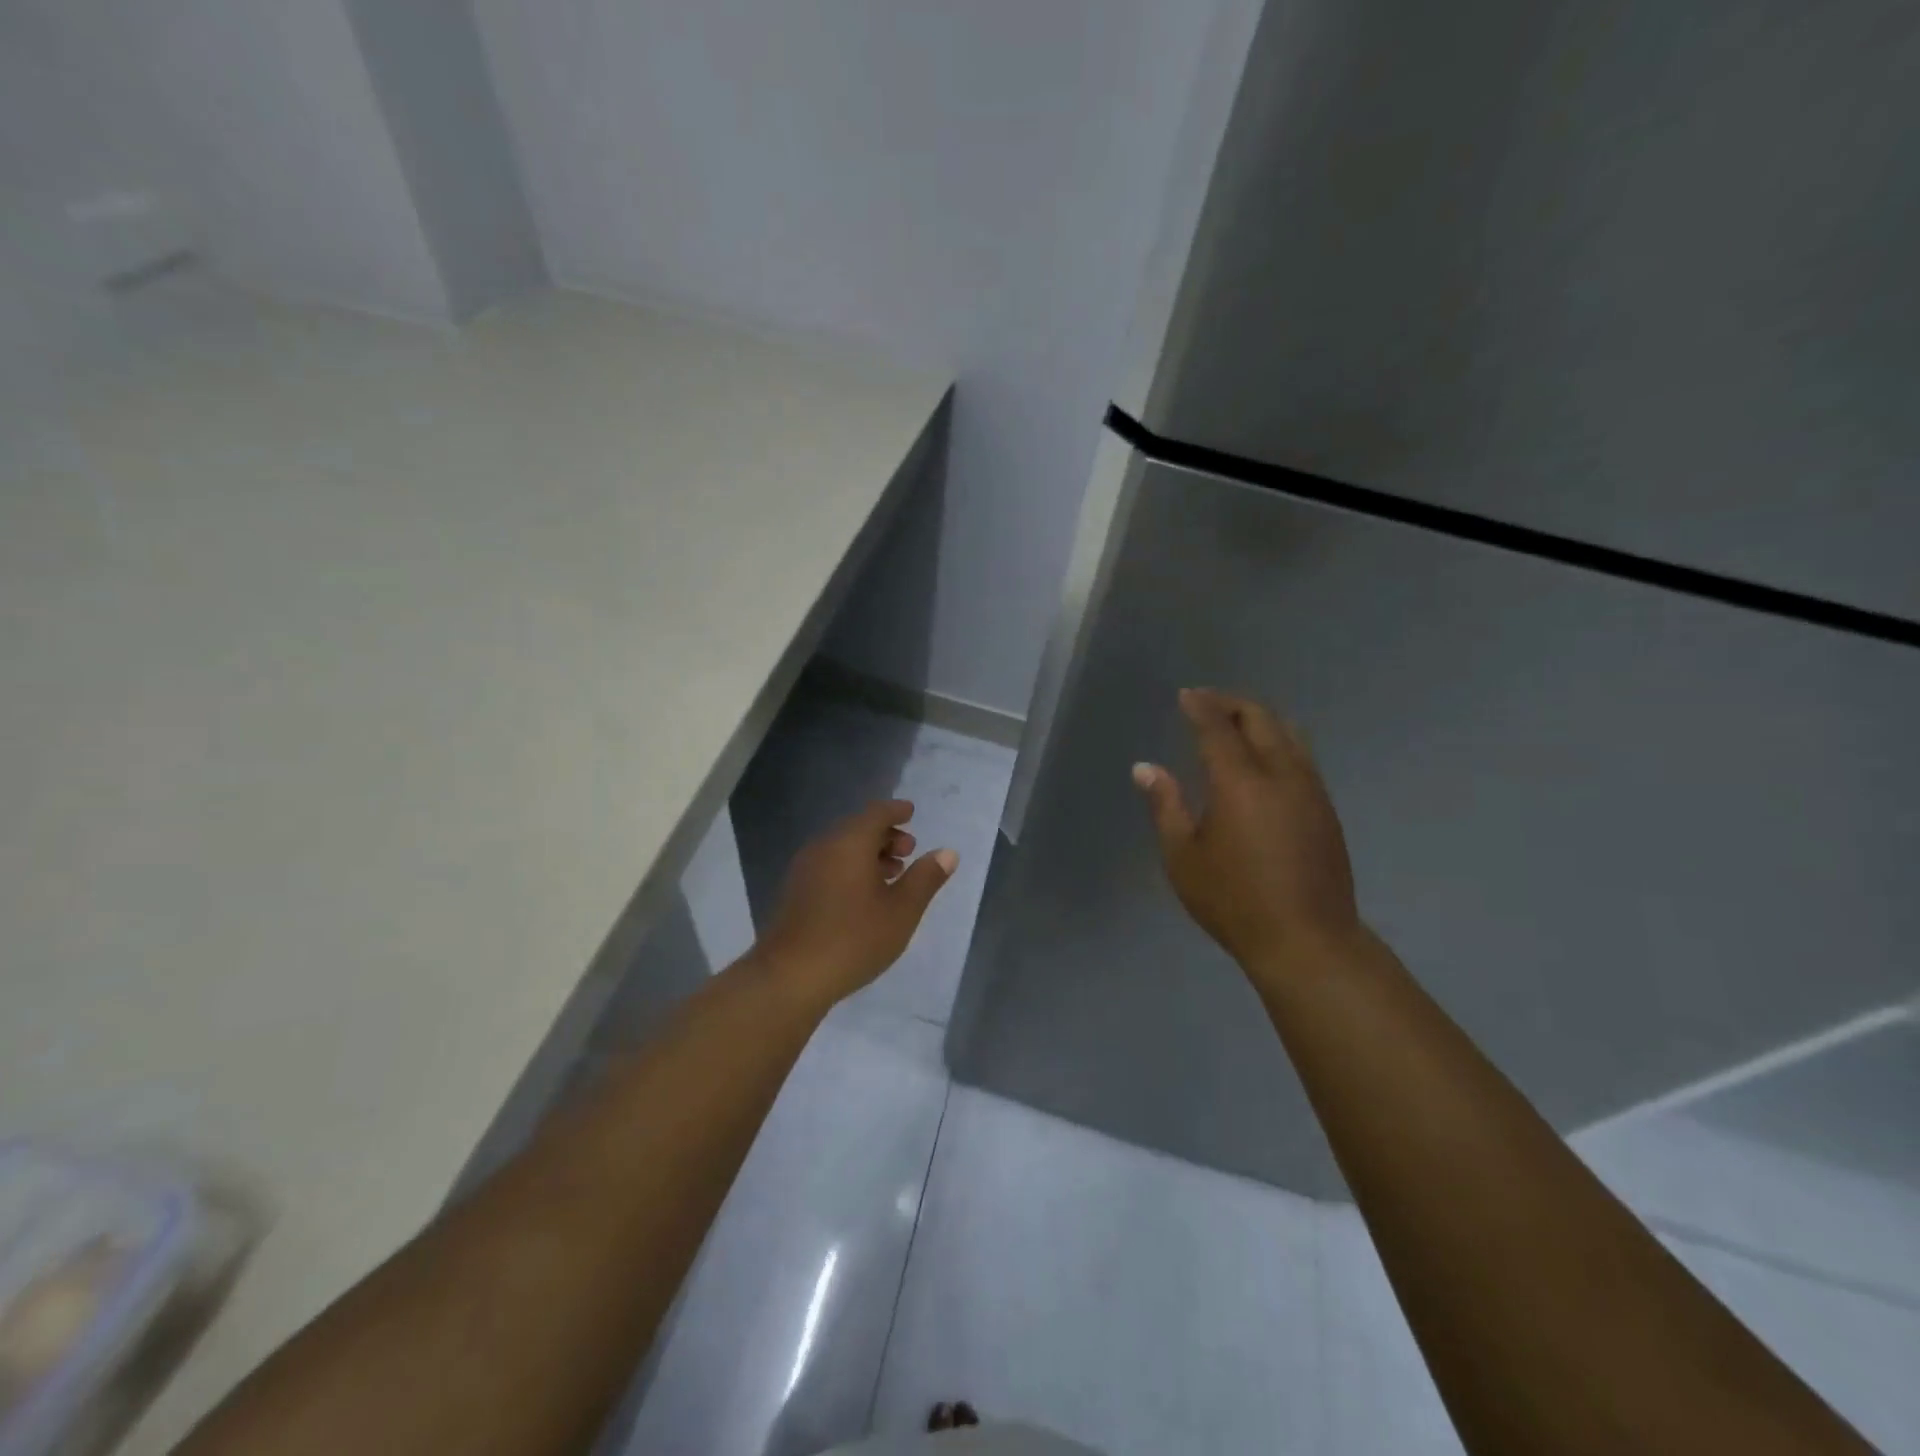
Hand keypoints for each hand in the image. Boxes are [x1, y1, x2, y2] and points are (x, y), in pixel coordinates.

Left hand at [753, 799, 957, 1007]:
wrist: (790, 976)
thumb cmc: (854, 938)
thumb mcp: (902, 910)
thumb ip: (926, 878)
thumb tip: (947, 853)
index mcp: (850, 842)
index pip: (876, 813)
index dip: (896, 811)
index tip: (911, 813)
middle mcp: (824, 846)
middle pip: (857, 828)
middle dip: (885, 835)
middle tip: (909, 851)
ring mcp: (804, 869)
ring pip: (842, 848)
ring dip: (868, 854)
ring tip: (892, 875)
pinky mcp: (795, 891)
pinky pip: (829, 865)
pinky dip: (851, 868)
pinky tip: (864, 895)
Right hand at [1132, 688, 1361, 980]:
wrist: (1307, 940)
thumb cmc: (1233, 900)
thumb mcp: (1183, 856)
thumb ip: (1165, 805)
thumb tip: (1145, 768)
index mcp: (1240, 782)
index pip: (1218, 727)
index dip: (1201, 706)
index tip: (1186, 695)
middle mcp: (1281, 774)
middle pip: (1261, 719)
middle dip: (1232, 704)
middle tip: (1207, 702)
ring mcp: (1310, 790)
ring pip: (1289, 734)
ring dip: (1260, 720)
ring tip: (1235, 724)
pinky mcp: (1326, 809)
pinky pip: (1301, 757)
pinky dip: (1278, 743)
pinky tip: (1263, 761)